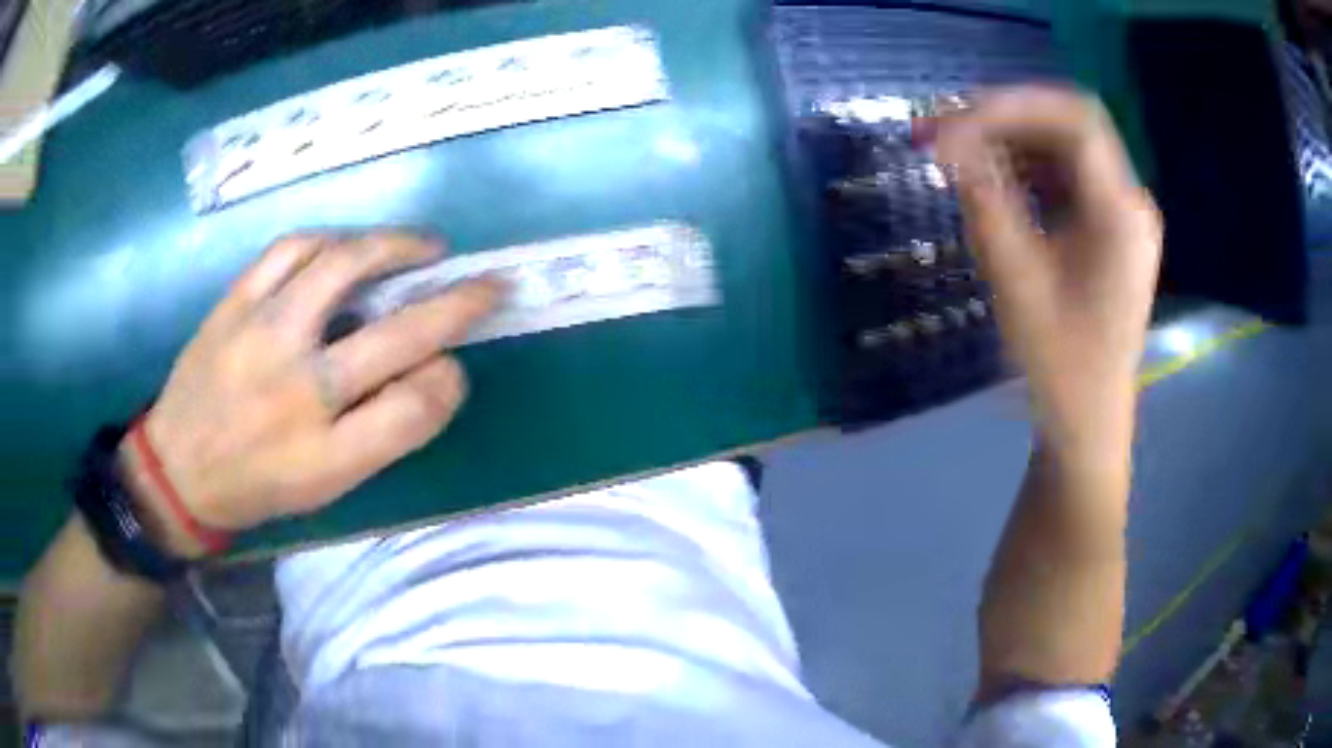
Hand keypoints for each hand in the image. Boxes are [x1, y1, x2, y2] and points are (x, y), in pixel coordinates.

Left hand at [120, 231, 501, 556]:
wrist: (177, 470)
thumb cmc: (257, 485)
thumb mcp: (324, 488)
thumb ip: (379, 434)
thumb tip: (430, 370)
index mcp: (327, 456)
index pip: (417, 407)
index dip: (450, 380)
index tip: (453, 367)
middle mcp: (299, 393)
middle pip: (399, 336)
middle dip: (460, 303)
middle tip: (489, 284)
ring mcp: (263, 338)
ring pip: (345, 268)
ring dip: (398, 248)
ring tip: (424, 247)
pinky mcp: (234, 304)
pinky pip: (292, 249)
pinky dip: (332, 239)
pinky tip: (349, 245)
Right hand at [924, 87, 1162, 458]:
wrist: (1087, 419)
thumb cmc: (1060, 363)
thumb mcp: (1017, 281)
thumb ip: (985, 202)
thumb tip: (948, 143)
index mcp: (1121, 215)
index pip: (1074, 123)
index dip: (1012, 106)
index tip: (955, 120)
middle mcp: (1129, 202)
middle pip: (1070, 126)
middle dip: (1007, 118)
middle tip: (947, 129)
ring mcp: (1121, 215)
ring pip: (1065, 148)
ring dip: (1012, 141)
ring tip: (959, 154)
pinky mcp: (1107, 229)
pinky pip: (1066, 178)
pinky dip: (1025, 170)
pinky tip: (991, 182)